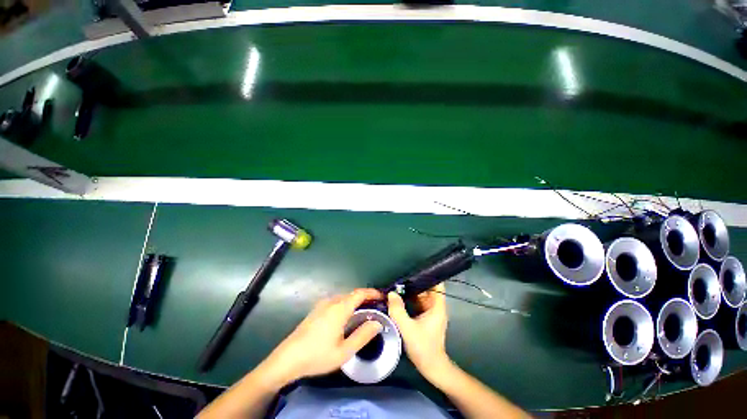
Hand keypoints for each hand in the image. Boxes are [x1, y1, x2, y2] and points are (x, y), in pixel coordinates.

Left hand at [262, 288, 382, 383]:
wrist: (288, 358)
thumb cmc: (317, 356)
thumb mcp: (344, 351)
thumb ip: (363, 335)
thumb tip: (377, 323)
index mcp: (339, 308)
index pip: (360, 293)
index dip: (372, 292)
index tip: (383, 297)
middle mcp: (331, 301)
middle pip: (352, 294)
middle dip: (366, 297)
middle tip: (376, 307)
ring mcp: (322, 304)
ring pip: (344, 297)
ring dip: (356, 301)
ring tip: (365, 311)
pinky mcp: (317, 309)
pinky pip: (336, 301)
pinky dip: (347, 304)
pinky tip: (347, 316)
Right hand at [387, 284, 450, 380]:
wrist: (431, 367)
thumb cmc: (423, 347)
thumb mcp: (408, 328)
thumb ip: (398, 310)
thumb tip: (391, 293)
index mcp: (437, 306)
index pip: (437, 284)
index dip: (428, 275)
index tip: (414, 270)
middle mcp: (435, 306)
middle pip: (426, 289)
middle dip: (414, 283)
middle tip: (399, 279)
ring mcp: (431, 312)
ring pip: (421, 296)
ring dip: (411, 291)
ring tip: (397, 286)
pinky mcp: (426, 317)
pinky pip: (418, 303)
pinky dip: (410, 300)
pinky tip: (399, 299)